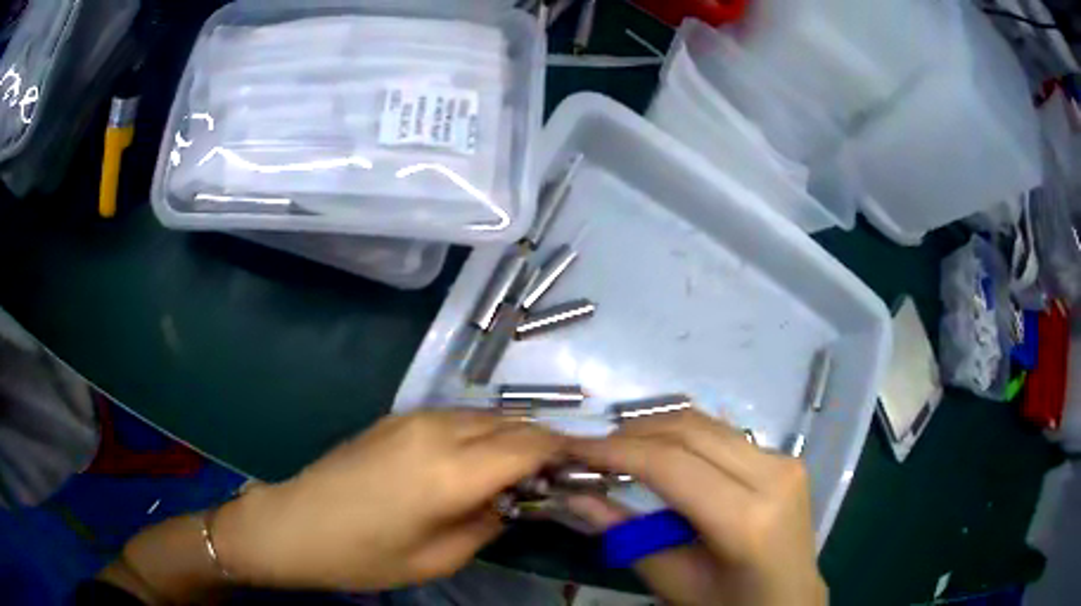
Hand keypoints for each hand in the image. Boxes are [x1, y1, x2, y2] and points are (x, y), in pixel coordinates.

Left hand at [213, 410, 565, 590]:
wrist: (294, 523)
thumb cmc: (363, 555)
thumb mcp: (436, 558)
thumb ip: (486, 524)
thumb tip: (510, 501)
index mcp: (451, 471)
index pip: (529, 445)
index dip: (563, 451)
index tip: (582, 465)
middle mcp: (438, 430)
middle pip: (511, 423)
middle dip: (541, 443)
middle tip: (552, 475)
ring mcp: (413, 418)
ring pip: (484, 416)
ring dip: (509, 437)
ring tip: (516, 471)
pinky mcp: (396, 418)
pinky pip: (455, 417)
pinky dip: (479, 434)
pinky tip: (473, 461)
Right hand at [566, 409, 827, 605]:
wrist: (789, 598)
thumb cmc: (729, 602)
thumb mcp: (673, 580)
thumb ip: (625, 534)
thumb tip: (574, 496)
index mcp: (746, 520)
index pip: (671, 465)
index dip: (616, 451)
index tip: (574, 449)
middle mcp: (772, 476)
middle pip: (690, 431)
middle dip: (632, 433)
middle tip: (592, 449)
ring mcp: (785, 460)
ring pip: (707, 424)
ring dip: (657, 429)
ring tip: (620, 450)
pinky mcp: (786, 456)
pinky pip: (724, 434)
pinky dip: (684, 437)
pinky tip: (661, 454)